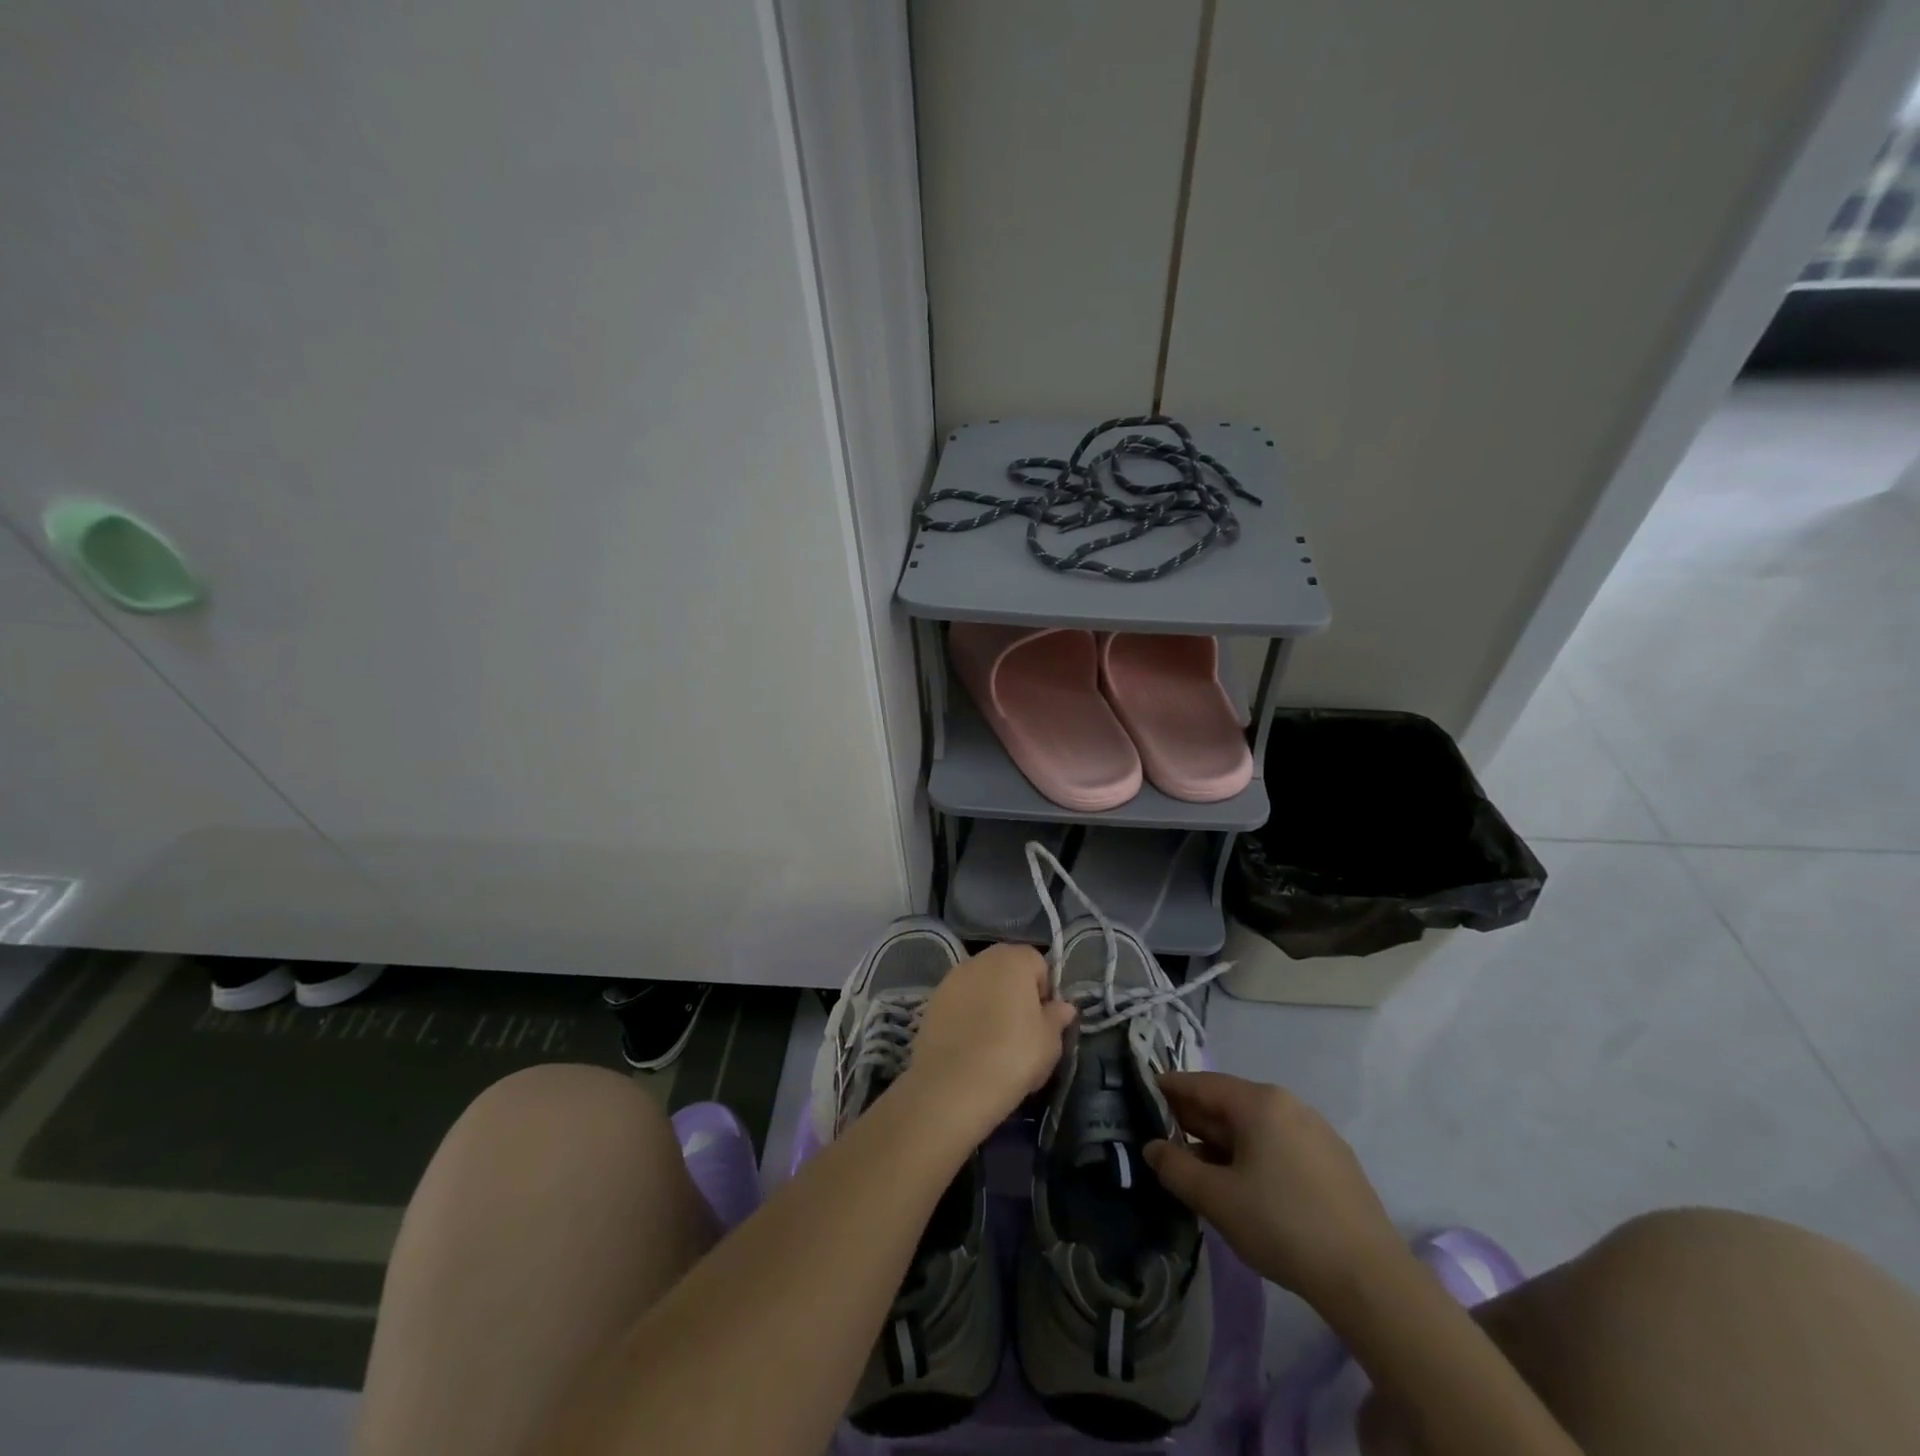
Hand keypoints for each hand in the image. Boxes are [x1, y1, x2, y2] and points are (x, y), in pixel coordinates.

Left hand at [901, 943, 1075, 1137]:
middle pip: (1006, 969)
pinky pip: (959, 1002)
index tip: (1043, 1020)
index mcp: (1013, 959)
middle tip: (1022, 1030)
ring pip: (981, 984)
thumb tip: (1063, 1006)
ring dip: (989, 1002)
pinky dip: (967, 1015)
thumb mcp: (1049, 1042)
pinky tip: (970, 1045)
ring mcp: (952, 978)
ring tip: (993, 1040)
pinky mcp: (932, 1000)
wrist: (953, 1085)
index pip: (1037, 962)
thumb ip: (1057, 1018)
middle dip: (1016, 993)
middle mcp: (981, 959)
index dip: (1044, 990)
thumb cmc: (1013, 1056)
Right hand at [1144, 1072, 1402, 1306]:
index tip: (1145, 1094)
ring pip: (1256, 1125)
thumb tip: (1152, 1147)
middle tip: (1164, 1135)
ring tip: (1199, 1166)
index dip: (1170, 1089)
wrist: (1370, 1280)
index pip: (1202, 1084)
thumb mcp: (1217, 1199)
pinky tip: (1245, 1184)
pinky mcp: (1335, 1162)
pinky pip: (1279, 1144)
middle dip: (1195, 1119)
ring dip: (1223, 1140)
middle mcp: (1289, 1105)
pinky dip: (1253, 1154)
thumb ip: (1176, 1168)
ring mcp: (1316, 1132)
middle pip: (1230, 1102)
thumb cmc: (1283, 1226)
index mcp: (1259, 1102)